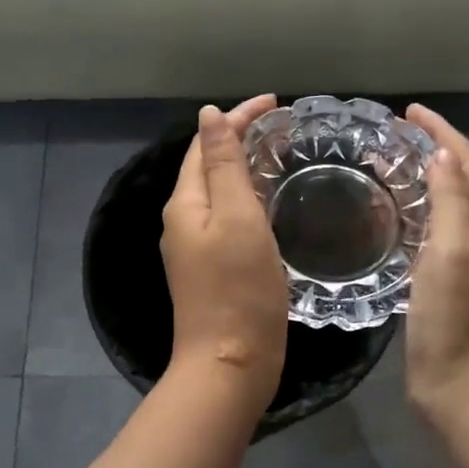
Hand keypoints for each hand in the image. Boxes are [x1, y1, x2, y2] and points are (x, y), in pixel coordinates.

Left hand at [161, 96, 288, 416]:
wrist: (230, 363)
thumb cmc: (238, 288)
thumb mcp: (236, 217)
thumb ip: (224, 165)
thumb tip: (207, 115)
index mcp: (185, 204)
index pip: (205, 144)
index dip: (237, 118)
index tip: (276, 103)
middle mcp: (184, 222)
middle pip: (209, 167)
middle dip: (240, 140)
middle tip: (284, 128)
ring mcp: (196, 249)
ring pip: (220, 194)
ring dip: (246, 170)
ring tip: (281, 157)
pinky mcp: (213, 271)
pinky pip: (229, 220)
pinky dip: (250, 201)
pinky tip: (272, 205)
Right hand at [404, 104, 468, 427]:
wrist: (460, 388)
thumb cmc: (454, 321)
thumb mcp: (453, 254)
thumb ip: (453, 202)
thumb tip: (443, 154)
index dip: (444, 132)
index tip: (409, 112)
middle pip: (464, 179)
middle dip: (435, 149)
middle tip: (394, 135)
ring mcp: (468, 263)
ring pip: (450, 205)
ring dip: (426, 178)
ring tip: (390, 165)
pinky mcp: (449, 283)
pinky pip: (436, 232)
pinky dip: (418, 211)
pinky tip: (393, 217)